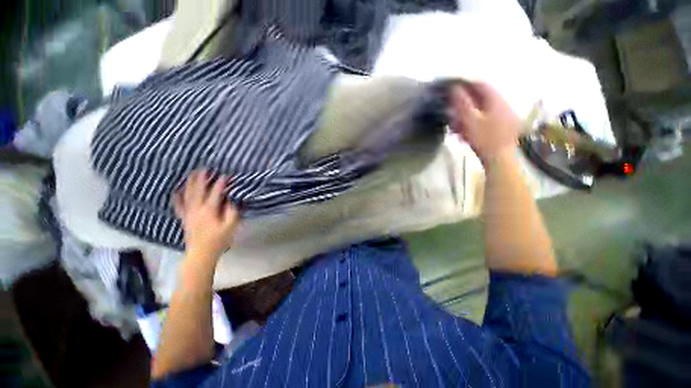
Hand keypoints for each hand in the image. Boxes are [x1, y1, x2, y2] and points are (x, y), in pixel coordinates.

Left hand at [173, 170, 239, 259]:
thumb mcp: (231, 226)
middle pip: (198, 190)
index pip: (215, 193)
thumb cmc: (219, 240)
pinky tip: (176, 190)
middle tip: (205, 168)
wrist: (201, 254)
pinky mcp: (184, 218)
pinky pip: (178, 205)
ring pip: (188, 194)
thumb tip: (230, 200)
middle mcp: (196, 209)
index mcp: (209, 210)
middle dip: (202, 178)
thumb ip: (232, 211)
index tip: (226, 175)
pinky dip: (177, 197)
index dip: (221, 183)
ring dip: (190, 183)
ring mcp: (188, 213)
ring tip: (193, 173)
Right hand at [449, 81, 520, 163]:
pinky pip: (485, 121)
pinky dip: (473, 124)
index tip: (452, 89)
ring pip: (481, 111)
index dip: (465, 84)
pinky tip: (464, 134)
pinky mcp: (502, 128)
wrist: (499, 159)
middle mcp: (502, 105)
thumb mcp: (470, 120)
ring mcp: (504, 117)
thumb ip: (462, 103)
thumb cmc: (484, 139)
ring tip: (455, 128)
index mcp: (496, 101)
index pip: (480, 85)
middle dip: (464, 105)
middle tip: (451, 112)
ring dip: (466, 116)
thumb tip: (454, 88)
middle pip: (481, 99)